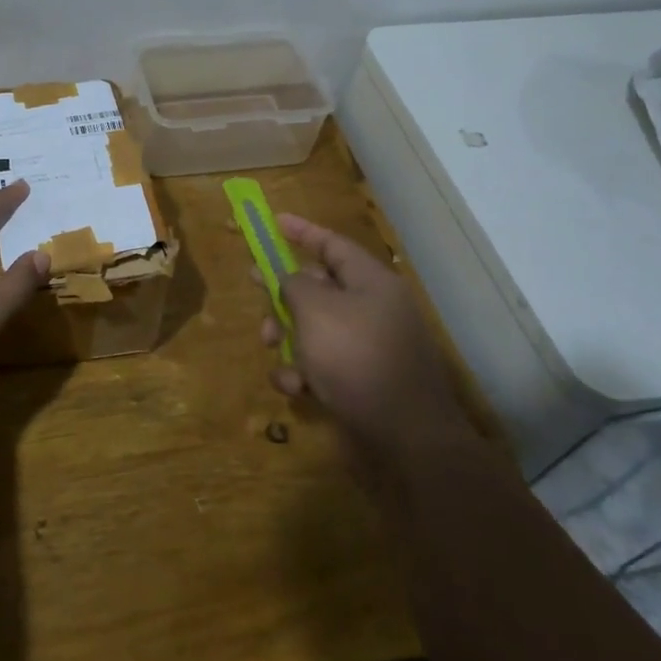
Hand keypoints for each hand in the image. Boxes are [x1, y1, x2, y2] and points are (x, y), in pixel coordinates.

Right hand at [261, 214, 469, 455]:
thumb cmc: (357, 359)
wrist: (405, 439)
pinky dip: (303, 371)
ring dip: (287, 337)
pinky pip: (323, 364)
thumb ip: (294, 285)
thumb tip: (289, 278)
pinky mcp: (362, 382)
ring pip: (315, 328)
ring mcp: (369, 347)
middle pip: (320, 287)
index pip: (332, 244)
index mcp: (371, 282)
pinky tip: (295, 388)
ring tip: (271, 349)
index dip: (301, 231)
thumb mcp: (316, 311)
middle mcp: (373, 309)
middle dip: (283, 292)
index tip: (273, 221)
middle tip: (254, 288)